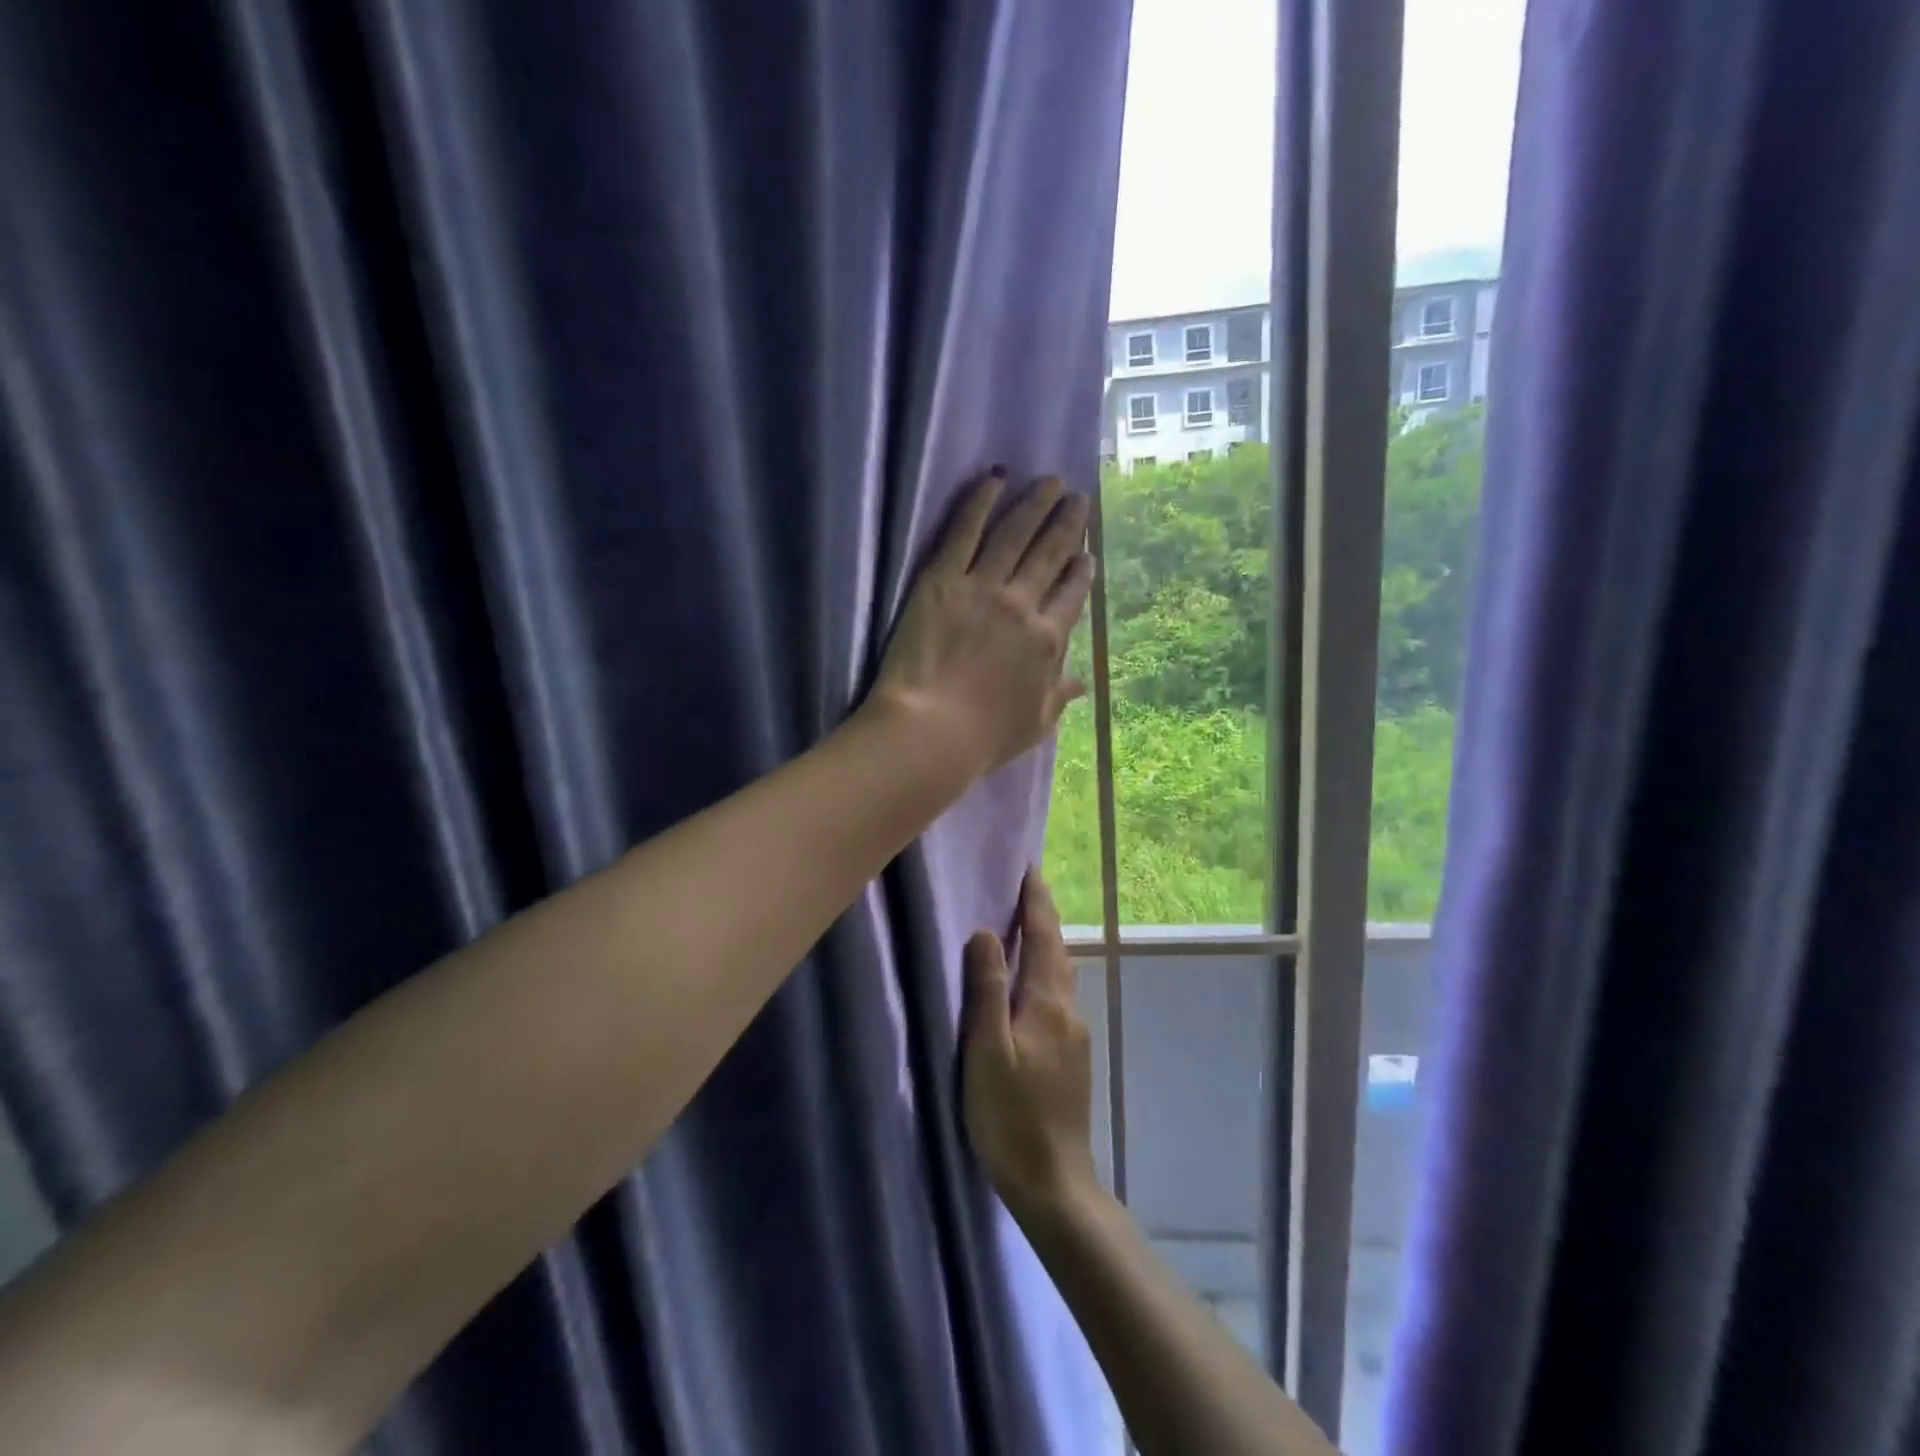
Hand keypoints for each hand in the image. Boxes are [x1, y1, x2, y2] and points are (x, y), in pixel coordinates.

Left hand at [871, 472, 1093, 775]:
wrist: (931, 732)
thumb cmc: (983, 739)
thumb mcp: (1034, 725)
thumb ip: (1059, 698)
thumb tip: (1082, 683)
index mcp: (1047, 641)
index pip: (1072, 595)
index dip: (1082, 570)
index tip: (1086, 553)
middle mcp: (1022, 606)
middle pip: (1050, 555)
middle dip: (1067, 524)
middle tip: (1078, 499)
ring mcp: (982, 589)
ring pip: (1014, 535)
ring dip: (1035, 504)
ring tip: (1049, 481)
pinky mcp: (941, 581)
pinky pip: (964, 532)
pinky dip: (979, 502)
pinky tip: (994, 479)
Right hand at [962, 869, 1099, 1218]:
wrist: (1054, 1184)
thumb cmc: (1011, 1117)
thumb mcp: (988, 1052)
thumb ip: (987, 990)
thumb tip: (986, 932)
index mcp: (1049, 1004)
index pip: (1044, 938)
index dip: (1036, 902)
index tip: (1030, 869)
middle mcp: (1069, 1011)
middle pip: (1057, 951)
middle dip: (1043, 916)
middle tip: (1024, 887)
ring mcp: (1075, 1035)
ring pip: (1061, 974)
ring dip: (1045, 943)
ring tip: (1025, 924)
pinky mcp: (1071, 1056)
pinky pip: (1058, 995)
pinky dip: (1045, 970)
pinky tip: (1030, 981)